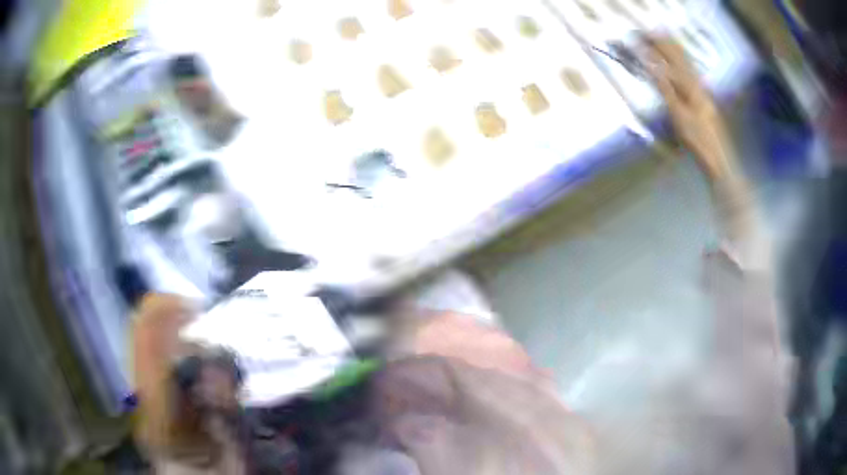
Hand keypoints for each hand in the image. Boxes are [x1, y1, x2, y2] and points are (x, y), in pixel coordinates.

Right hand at [642, 35, 733, 180]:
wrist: (719, 159)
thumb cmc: (698, 141)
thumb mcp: (678, 116)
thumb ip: (666, 89)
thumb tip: (652, 67)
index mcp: (691, 86)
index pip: (670, 58)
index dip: (656, 45)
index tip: (641, 36)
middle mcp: (698, 83)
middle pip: (680, 56)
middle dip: (664, 43)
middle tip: (648, 33)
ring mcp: (704, 91)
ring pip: (688, 63)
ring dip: (674, 49)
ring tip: (663, 38)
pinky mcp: (706, 99)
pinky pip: (693, 73)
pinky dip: (684, 62)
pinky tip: (682, 61)